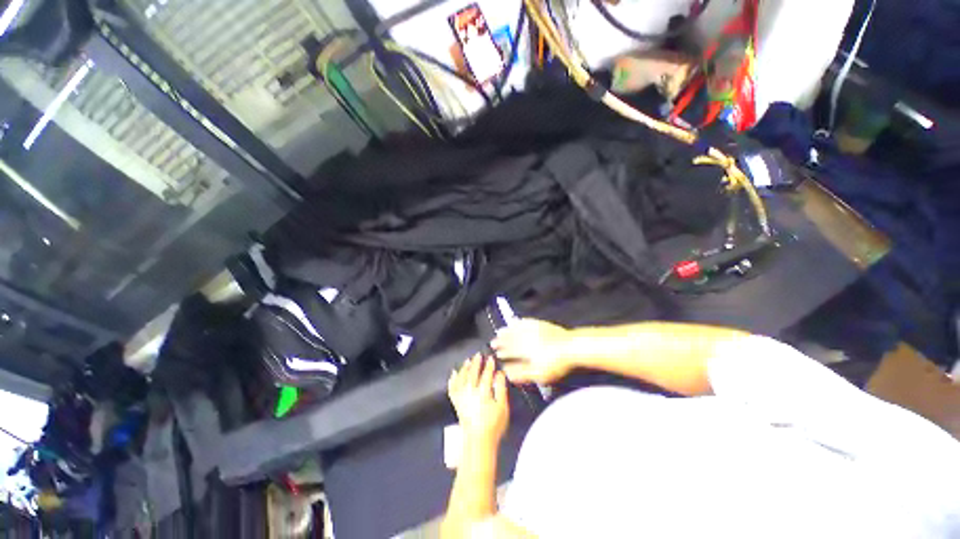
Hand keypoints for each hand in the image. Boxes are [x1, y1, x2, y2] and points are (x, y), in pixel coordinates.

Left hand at [448, 355, 508, 444]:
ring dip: (464, 368)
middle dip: (476, 363)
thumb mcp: (502, 406)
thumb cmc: (493, 424)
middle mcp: (470, 391)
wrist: (478, 440)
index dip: (489, 365)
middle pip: (472, 373)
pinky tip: (453, 374)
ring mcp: (462, 396)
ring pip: (461, 378)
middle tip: (478, 355)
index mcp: (483, 392)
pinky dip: (452, 380)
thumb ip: (501, 388)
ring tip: (467, 361)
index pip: (486, 374)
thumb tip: (499, 374)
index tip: (491, 358)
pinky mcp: (456, 402)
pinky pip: (452, 388)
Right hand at [491, 319, 575, 384]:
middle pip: (510, 338)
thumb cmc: (556, 363)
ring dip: (507, 330)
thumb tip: (507, 373)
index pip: (509, 349)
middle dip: (501, 340)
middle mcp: (526, 337)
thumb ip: (521, 373)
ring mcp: (533, 329)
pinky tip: (516, 321)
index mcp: (524, 349)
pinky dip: (519, 322)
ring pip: (516, 329)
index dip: (502, 351)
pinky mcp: (541, 324)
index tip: (495, 351)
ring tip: (500, 331)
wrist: (572, 347)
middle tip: (493, 341)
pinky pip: (526, 321)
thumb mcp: (539, 374)